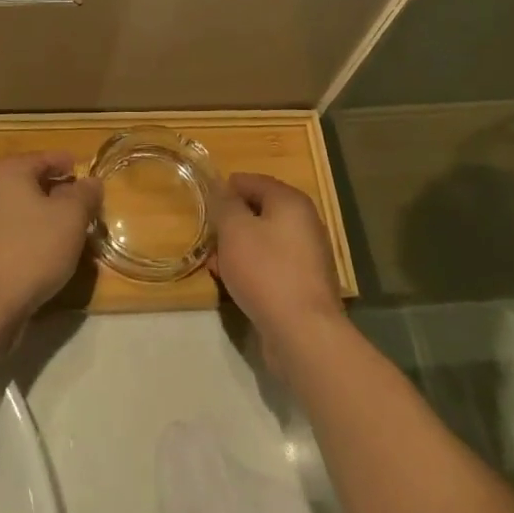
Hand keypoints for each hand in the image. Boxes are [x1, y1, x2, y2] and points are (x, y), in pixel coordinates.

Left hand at [0, 151, 100, 330]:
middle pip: (31, 181)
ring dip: (44, 215)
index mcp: (10, 171)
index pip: (46, 157)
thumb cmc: (32, 250)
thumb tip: (91, 182)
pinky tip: (46, 252)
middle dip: (58, 191)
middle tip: (83, 205)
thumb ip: (85, 194)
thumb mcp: (71, 217)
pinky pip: (11, 231)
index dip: (69, 164)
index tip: (88, 176)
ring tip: (68, 231)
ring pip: (21, 208)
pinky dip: (30, 235)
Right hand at [207, 172, 344, 370]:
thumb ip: (226, 205)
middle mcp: (304, 222)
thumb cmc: (266, 270)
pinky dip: (252, 267)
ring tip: (214, 261)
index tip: (206, 201)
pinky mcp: (304, 283)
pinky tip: (232, 282)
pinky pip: (272, 264)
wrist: (303, 331)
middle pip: (261, 211)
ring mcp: (307, 255)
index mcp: (291, 202)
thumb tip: (224, 191)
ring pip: (265, 240)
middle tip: (208, 233)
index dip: (228, 188)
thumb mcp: (235, 230)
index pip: (254, 181)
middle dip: (232, 221)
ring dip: (239, 246)